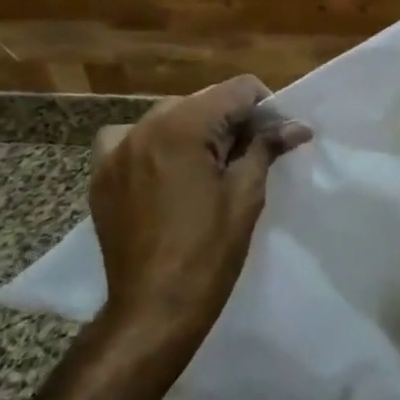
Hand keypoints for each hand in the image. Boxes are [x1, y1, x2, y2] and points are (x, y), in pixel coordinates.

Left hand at [89, 76, 311, 339]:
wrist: (153, 309)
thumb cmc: (208, 252)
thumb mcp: (246, 194)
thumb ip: (266, 147)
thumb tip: (298, 126)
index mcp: (183, 126)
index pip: (237, 89)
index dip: (265, 107)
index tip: (276, 136)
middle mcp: (145, 126)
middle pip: (203, 101)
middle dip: (231, 120)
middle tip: (249, 156)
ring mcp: (116, 150)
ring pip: (169, 117)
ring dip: (195, 131)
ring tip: (208, 167)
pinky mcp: (101, 174)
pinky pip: (130, 138)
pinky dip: (153, 144)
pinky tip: (165, 171)